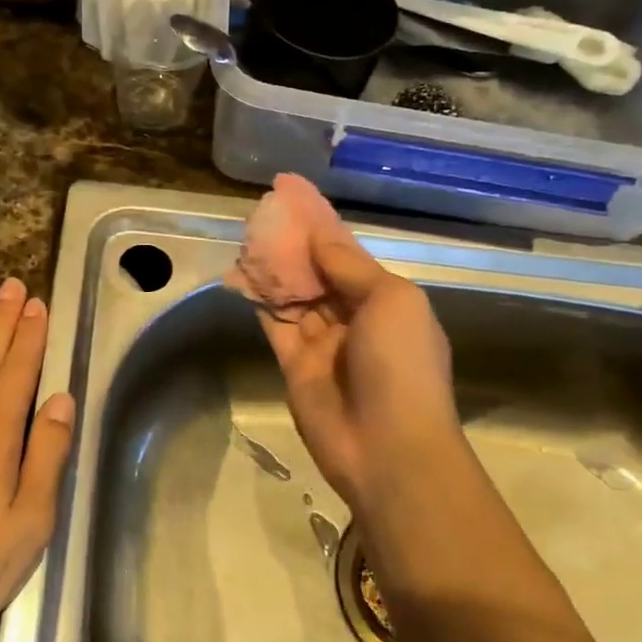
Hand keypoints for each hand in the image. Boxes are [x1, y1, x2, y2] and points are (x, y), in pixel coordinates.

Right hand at [257, 229, 458, 512]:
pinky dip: (259, 300)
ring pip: (293, 295)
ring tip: (246, 235)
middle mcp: (354, 318)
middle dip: (294, 243)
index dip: (321, 224)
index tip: (291, 193)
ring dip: (273, 268)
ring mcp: (323, 343)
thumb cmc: (401, 365)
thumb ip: (349, 266)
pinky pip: (274, 323)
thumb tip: (318, 233)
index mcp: (386, 301)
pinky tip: (240, 273)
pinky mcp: (295, 365)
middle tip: (262, 212)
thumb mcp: (391, 301)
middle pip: (318, 272)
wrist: (387, 448)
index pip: (347, 253)